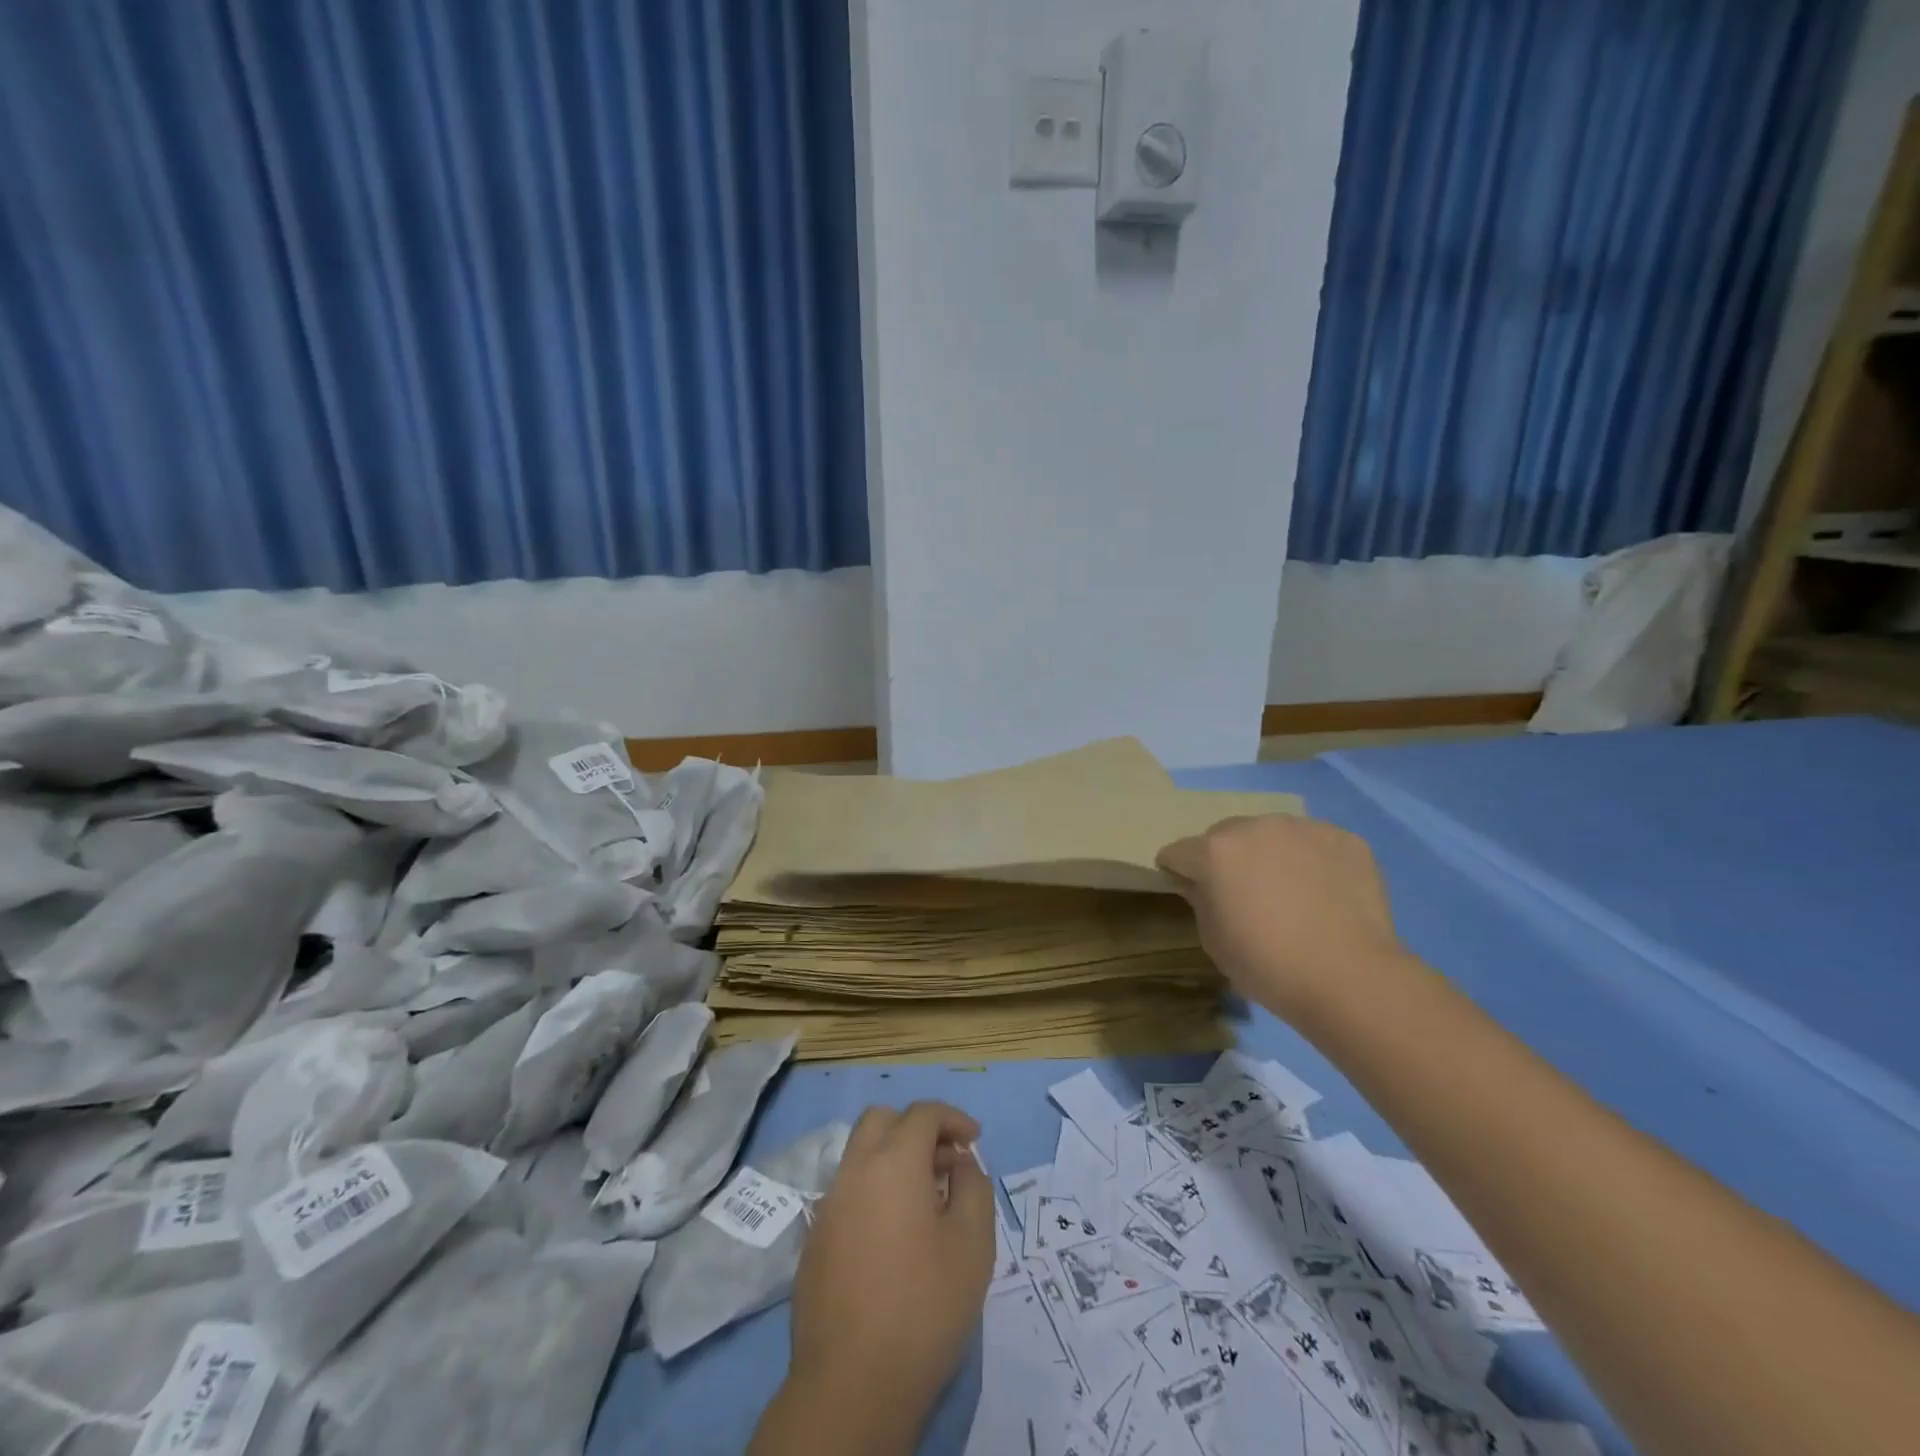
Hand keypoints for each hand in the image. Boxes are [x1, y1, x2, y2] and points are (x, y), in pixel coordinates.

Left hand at [784, 1101, 993, 1445]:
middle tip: (945, 1162)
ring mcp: (829, 1204)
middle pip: (882, 1120)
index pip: (923, 1114)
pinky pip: (848, 1192)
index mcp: (893, 1162)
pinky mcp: (815, 1239)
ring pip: (860, 1154)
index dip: (953, 1118)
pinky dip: (874, 1190)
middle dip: (916, 1128)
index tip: (974, 1141)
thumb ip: (974, 1187)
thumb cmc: (924, 1307)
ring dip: (893, 1158)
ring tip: (925, 1200)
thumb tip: (960, 1164)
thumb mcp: (973, 1244)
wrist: (852, 1385)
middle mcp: (855, 1170)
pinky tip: (894, 1235)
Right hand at [1157, 815, 1402, 1016]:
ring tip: (1290, 891)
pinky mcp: (1344, 838)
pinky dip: (1312, 861)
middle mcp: (1255, 827)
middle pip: (1225, 835)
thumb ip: (1200, 901)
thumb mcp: (1214, 941)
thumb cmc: (1268, 966)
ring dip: (1270, 854)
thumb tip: (1202, 885)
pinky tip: (1325, 893)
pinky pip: (1315, 843)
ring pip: (1272, 834)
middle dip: (1226, 858)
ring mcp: (1303, 828)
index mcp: (1215, 852)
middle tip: (1244, 893)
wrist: (1350, 978)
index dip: (1178, 871)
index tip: (1190, 890)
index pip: (1178, 852)